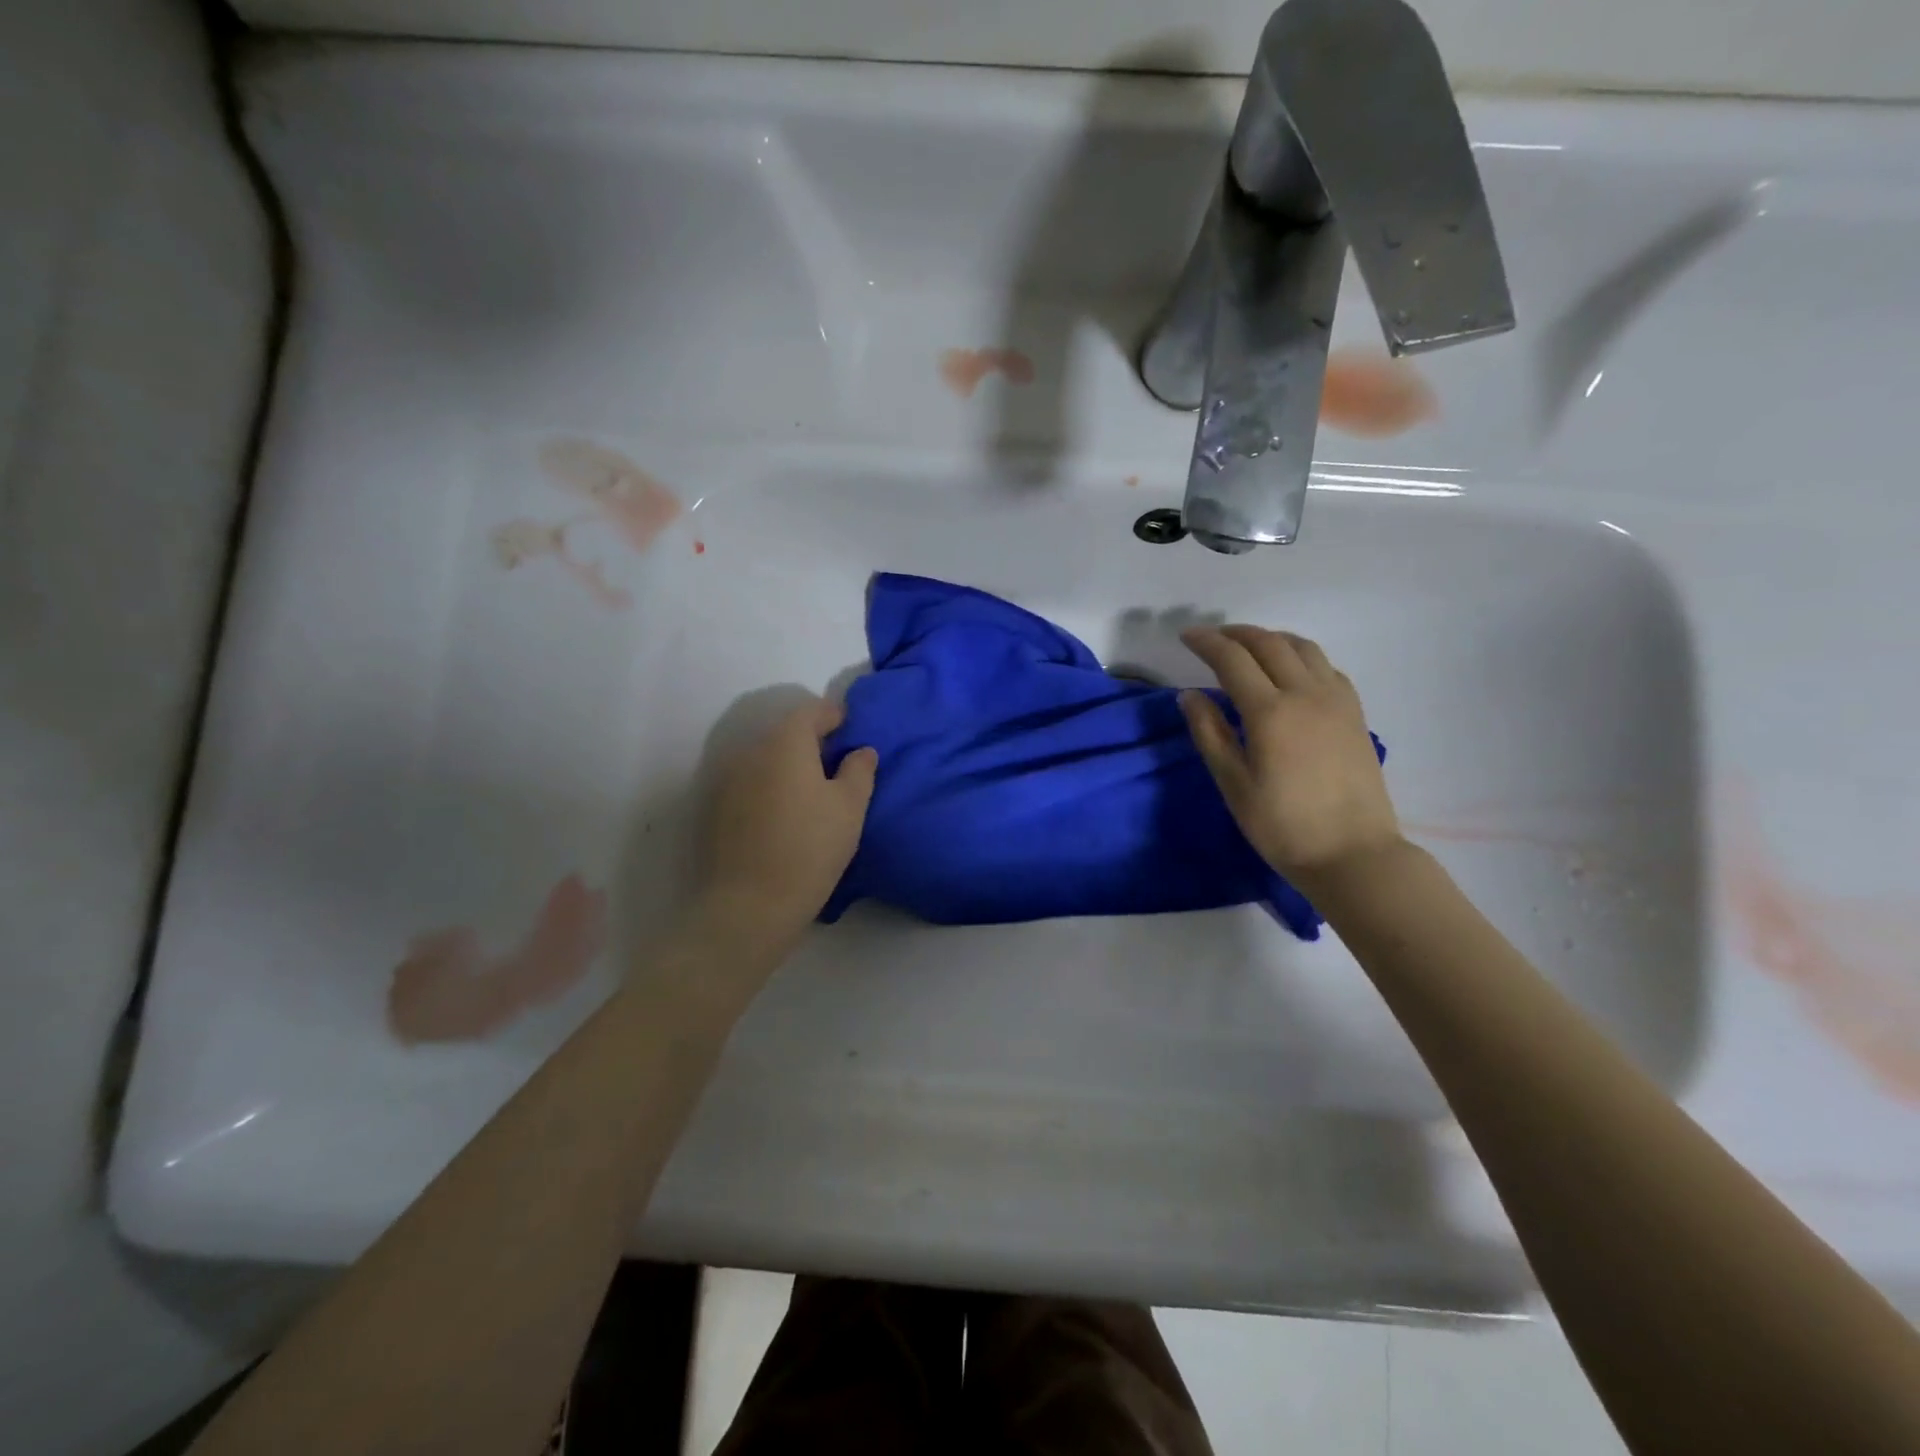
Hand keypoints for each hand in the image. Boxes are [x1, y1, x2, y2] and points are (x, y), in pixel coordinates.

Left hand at [696, 696, 877, 934]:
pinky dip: (769, 786)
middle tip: (837, 760)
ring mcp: (727, 780)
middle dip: (811, 740)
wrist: (749, 905)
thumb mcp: (850, 808)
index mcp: (785, 743)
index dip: (833, 714)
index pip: (810, 711)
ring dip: (788, 764)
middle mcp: (750, 751)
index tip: (850, 728)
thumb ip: (859, 770)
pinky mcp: (715, 809)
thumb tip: (861, 750)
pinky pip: (750, 783)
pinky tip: (785, 813)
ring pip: (765, 759)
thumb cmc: (810, 848)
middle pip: (784, 733)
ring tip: (812, 790)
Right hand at [1179, 626, 1401, 881]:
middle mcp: (1306, 694)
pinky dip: (1300, 656)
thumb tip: (1189, 695)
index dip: (1207, 643)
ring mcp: (1336, 701)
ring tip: (1249, 646)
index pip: (1232, 659)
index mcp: (1270, 712)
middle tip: (1212, 638)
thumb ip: (1210, 734)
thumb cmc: (1283, 826)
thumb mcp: (1234, 784)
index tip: (1186, 636)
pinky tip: (1290, 671)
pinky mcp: (1355, 713)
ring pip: (1303, 648)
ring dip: (1271, 638)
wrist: (1353, 853)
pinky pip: (1326, 666)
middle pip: (1269, 644)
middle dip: (1236, 634)